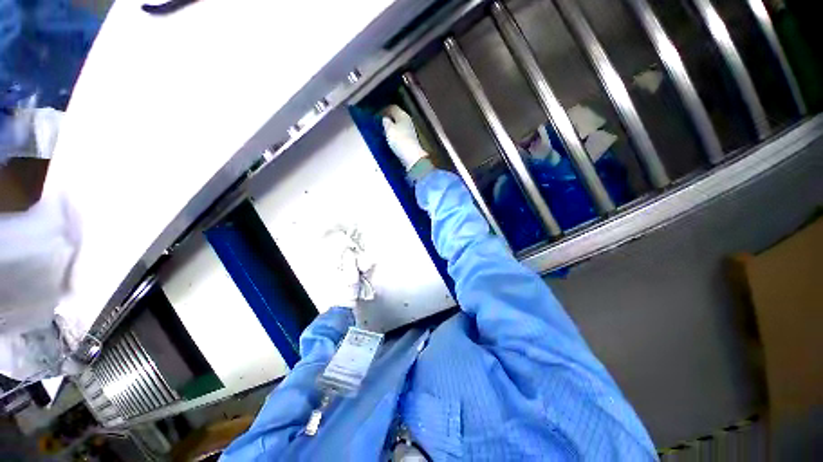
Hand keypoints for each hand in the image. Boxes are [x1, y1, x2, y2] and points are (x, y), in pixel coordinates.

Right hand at [382, 105, 427, 170]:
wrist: (411, 157)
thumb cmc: (400, 140)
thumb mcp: (389, 129)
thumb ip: (386, 122)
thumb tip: (385, 119)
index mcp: (403, 115)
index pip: (392, 108)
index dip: (384, 110)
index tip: (376, 115)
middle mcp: (408, 121)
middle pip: (396, 116)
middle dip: (388, 119)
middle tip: (379, 123)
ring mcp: (410, 131)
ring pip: (398, 125)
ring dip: (391, 127)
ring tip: (383, 132)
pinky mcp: (410, 140)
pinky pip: (400, 134)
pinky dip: (395, 135)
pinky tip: (390, 139)